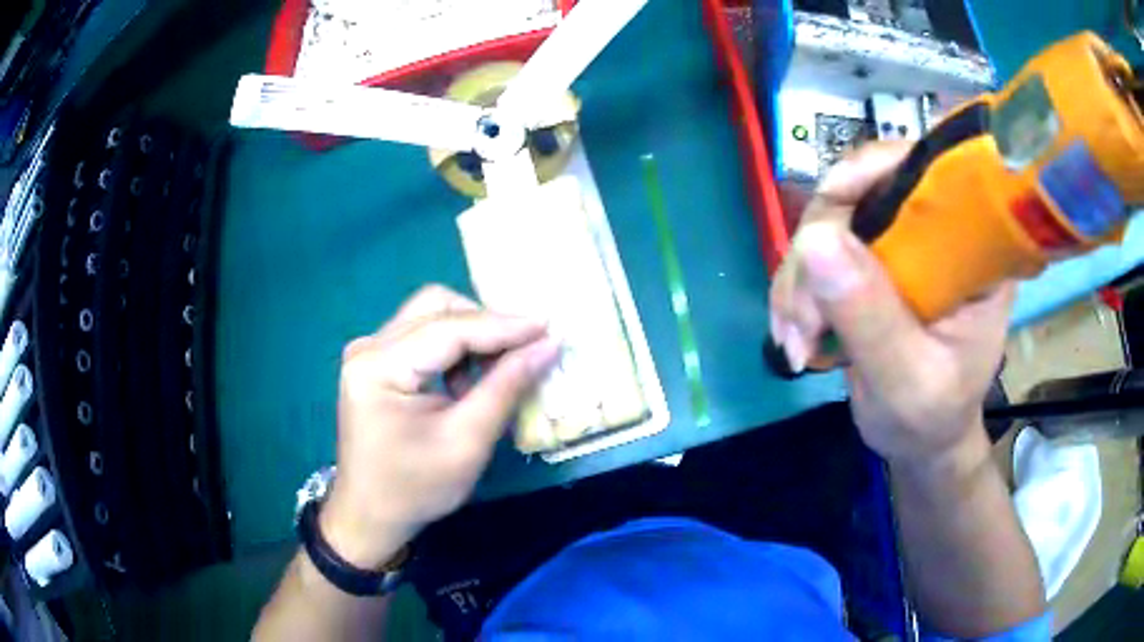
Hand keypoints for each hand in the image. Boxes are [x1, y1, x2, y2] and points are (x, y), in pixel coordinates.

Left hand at [322, 285, 560, 567]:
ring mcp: (368, 351)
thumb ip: (506, 388)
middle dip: (485, 323)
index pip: (449, 329)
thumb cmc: (415, 488)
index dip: (503, 325)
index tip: (550, 327)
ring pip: (431, 316)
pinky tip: (467, 383)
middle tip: (524, 350)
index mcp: (379, 367)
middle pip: (436, 307)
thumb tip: (548, 345)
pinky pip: (423, 336)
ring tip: (497, 373)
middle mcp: (368, 347)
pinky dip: (454, 349)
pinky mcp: (375, 362)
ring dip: (471, 336)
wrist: (370, 515)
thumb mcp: (467, 443)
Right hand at [769, 143, 1014, 464]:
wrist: (919, 441)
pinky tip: (793, 335)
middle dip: (819, 249)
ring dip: (800, 279)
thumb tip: (815, 239)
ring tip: (796, 341)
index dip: (876, 170)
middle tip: (802, 320)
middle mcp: (937, 232)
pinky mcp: (870, 262)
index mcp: (973, 250)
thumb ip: (872, 318)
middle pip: (864, 191)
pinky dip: (796, 291)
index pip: (930, 172)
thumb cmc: (931, 418)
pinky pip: (817, 251)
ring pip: (830, 221)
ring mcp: (900, 244)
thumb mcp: (908, 381)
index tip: (830, 207)